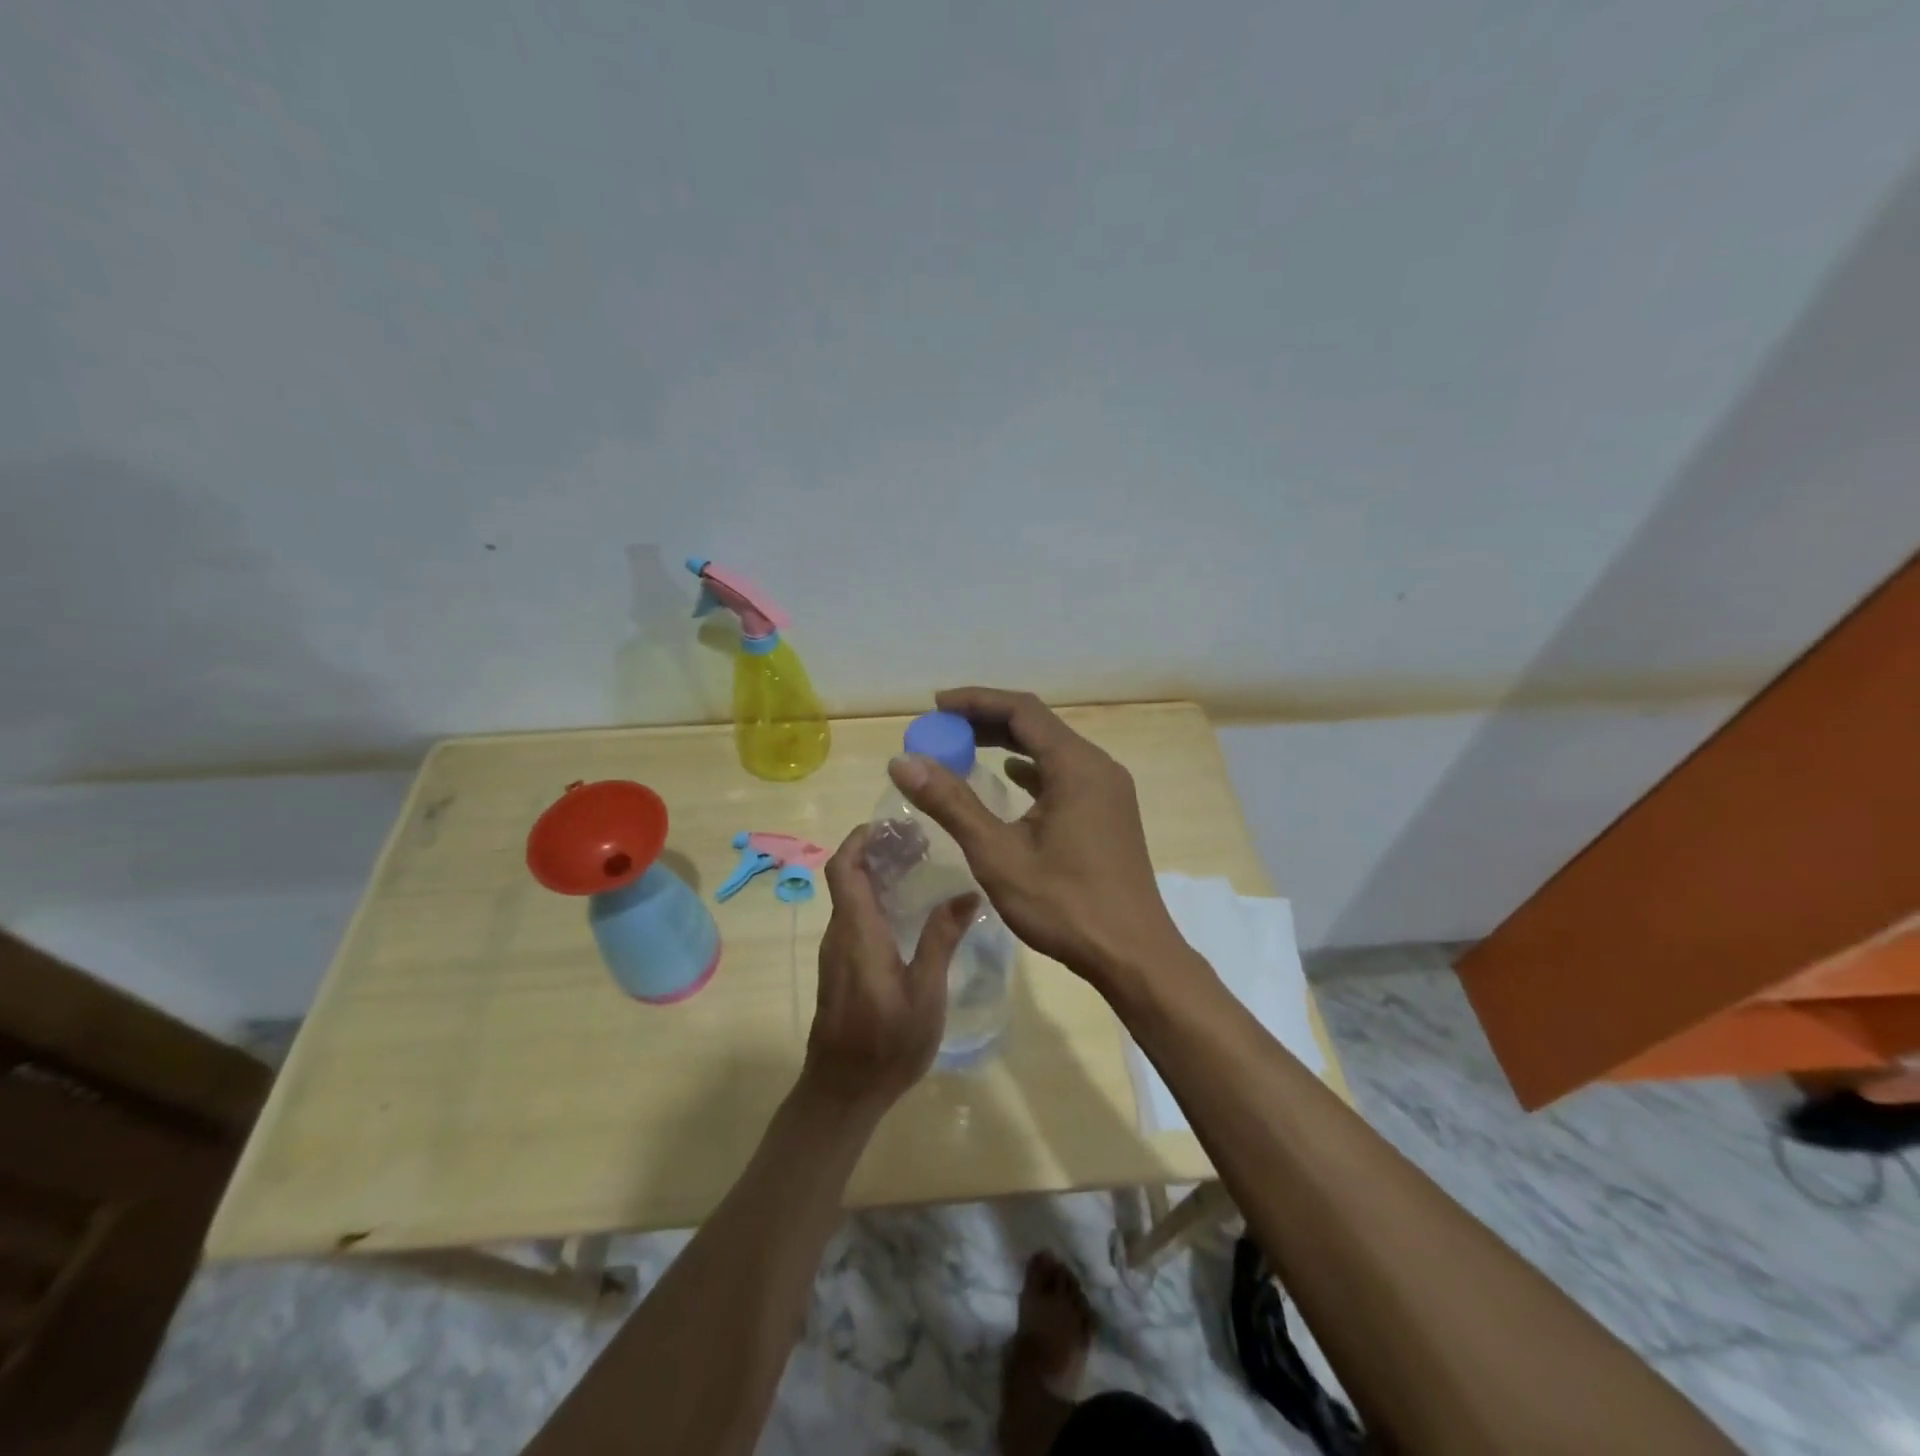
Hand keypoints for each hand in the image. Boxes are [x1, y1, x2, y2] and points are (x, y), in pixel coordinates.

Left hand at [799, 824, 976, 1110]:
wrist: (842, 1092)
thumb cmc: (887, 1043)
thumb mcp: (925, 992)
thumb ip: (941, 939)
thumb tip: (967, 893)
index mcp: (857, 932)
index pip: (844, 868)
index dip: (860, 839)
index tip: (893, 825)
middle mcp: (840, 934)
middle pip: (847, 877)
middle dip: (877, 852)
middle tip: (920, 843)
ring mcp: (837, 952)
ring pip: (850, 897)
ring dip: (878, 875)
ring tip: (921, 869)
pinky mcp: (840, 968)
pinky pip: (854, 918)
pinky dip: (876, 900)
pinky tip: (909, 911)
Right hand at [885, 687, 1189, 995]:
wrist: (1133, 955)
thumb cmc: (1065, 905)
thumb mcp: (998, 854)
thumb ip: (951, 803)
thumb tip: (904, 762)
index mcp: (1077, 766)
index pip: (1022, 710)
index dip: (976, 701)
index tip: (936, 706)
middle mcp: (1098, 767)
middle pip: (1038, 725)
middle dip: (988, 720)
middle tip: (943, 727)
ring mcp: (1108, 790)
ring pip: (1052, 749)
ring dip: (1008, 744)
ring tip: (965, 747)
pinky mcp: (1109, 812)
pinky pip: (1064, 774)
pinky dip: (1031, 769)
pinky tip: (1010, 778)